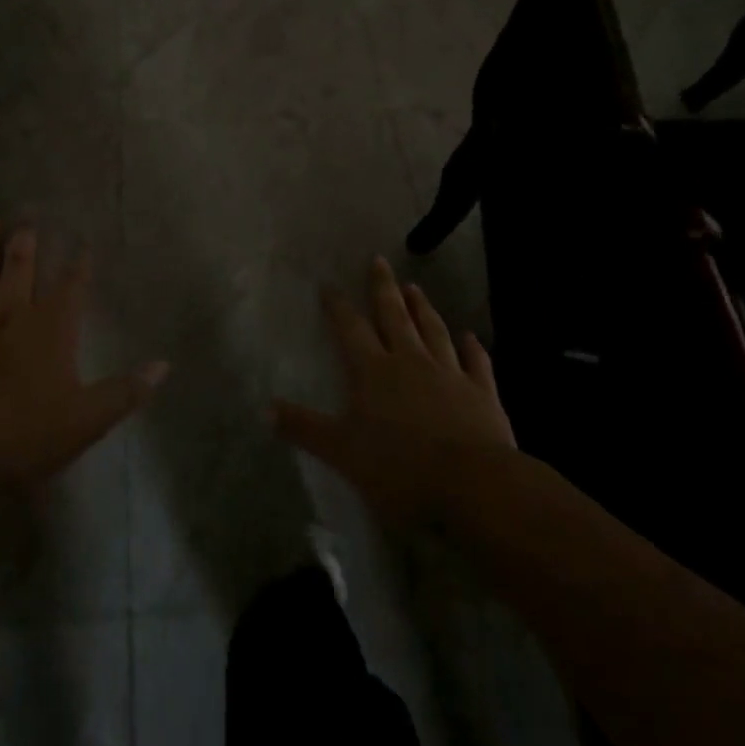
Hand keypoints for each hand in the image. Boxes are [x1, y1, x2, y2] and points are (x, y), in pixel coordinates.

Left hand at [0, 220, 168, 488]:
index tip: (83, 241)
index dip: (79, 264)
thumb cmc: (25, 435)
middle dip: (26, 244)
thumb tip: (164, 365)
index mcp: (50, 330)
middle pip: (20, 270)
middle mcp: (10, 315)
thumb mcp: (87, 421)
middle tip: (28, 218)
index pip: (70, 288)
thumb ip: (125, 391)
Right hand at [272, 256, 513, 526]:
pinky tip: (470, 337)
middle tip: (379, 261)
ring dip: (423, 309)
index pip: (350, 329)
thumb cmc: (399, 468)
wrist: (472, 484)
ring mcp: (449, 374)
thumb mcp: (341, 452)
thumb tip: (263, 409)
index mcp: (373, 371)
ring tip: (415, 288)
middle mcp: (410, 362)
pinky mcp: (481, 393)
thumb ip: (304, 427)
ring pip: (433, 331)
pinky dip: (472, 348)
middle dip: (383, 288)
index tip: (329, 284)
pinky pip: (476, 363)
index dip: (338, 306)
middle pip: (394, 317)